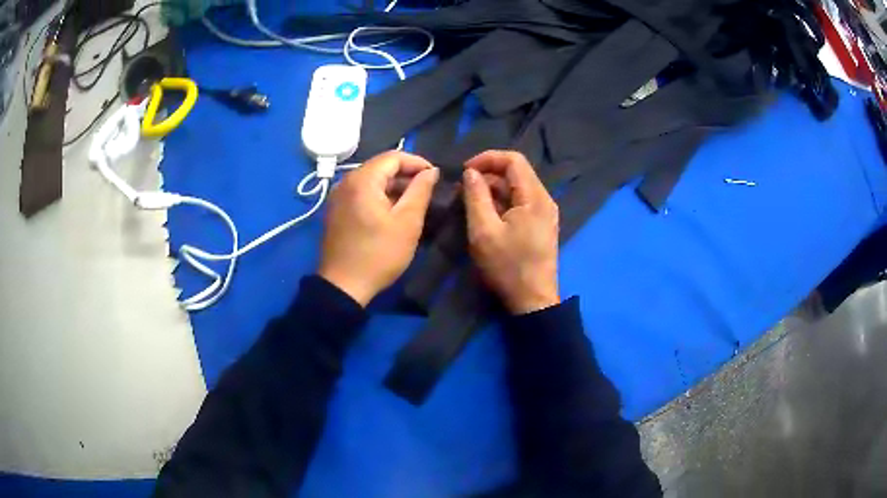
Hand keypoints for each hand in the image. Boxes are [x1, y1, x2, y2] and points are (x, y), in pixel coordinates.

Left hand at [319, 151, 438, 305]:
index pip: (394, 157)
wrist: (343, 286)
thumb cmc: (378, 254)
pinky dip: (380, 196)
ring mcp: (338, 196)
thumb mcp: (407, 223)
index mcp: (362, 180)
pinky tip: (392, 212)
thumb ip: (420, 191)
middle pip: (381, 167)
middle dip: (406, 175)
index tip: (436, 177)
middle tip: (428, 191)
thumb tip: (431, 171)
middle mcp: (346, 181)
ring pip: (371, 180)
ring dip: (394, 187)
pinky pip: (361, 193)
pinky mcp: (336, 210)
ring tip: (414, 202)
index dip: (418, 162)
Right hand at [462, 150, 559, 314]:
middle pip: (516, 172)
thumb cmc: (507, 267)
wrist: (532, 301)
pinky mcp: (541, 224)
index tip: (465, 171)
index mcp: (534, 197)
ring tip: (468, 201)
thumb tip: (471, 173)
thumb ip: (476, 197)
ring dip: (493, 189)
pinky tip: (485, 213)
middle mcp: (544, 199)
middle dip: (487, 174)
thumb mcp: (484, 231)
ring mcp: (545, 212)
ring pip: (517, 188)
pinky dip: (501, 202)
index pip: (513, 160)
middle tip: (462, 189)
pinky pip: (520, 202)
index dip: (487, 159)